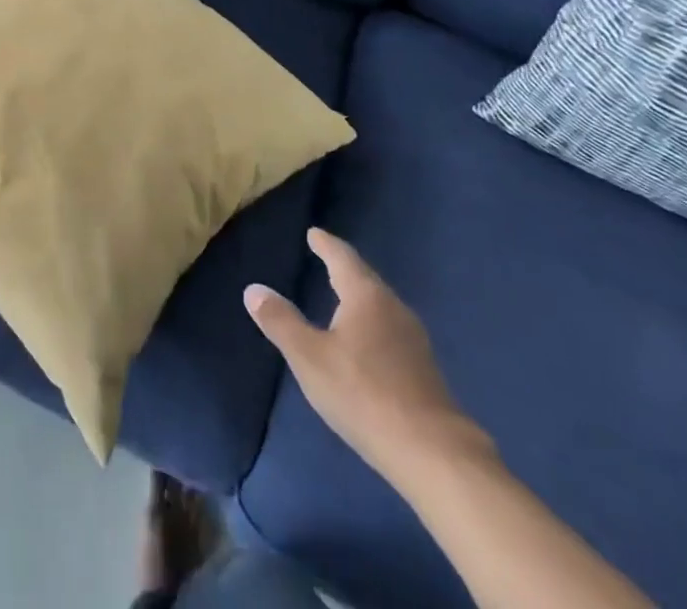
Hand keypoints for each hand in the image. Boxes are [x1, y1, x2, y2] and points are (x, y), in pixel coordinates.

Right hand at [245, 229, 490, 484]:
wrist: (433, 453)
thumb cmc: (363, 394)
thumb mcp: (309, 358)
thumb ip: (281, 322)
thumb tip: (254, 290)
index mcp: (366, 296)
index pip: (342, 258)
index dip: (326, 244)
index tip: (315, 233)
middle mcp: (393, 308)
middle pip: (365, 279)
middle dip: (344, 269)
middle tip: (327, 259)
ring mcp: (414, 340)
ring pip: (381, 306)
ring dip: (360, 298)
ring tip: (343, 298)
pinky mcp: (424, 370)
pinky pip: (391, 331)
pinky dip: (373, 325)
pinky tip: (367, 343)